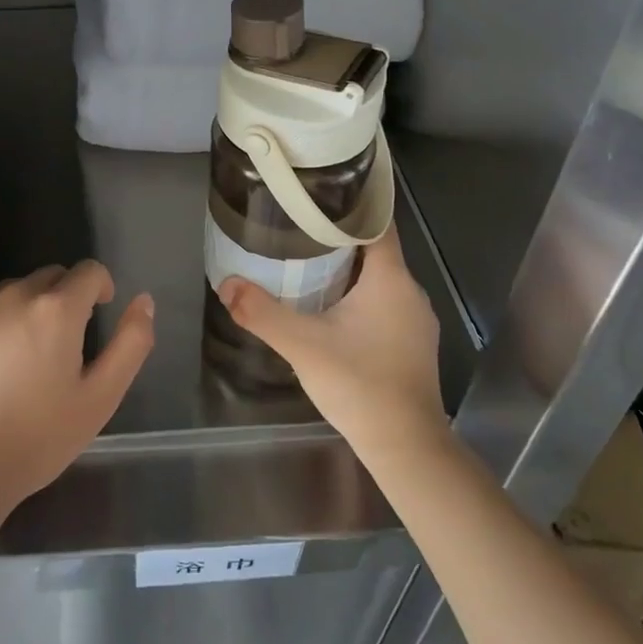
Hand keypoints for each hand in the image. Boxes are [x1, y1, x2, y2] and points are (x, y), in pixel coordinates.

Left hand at [0, 261, 153, 517]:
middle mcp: (18, 293)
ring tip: (22, 350)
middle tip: (62, 343)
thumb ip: (130, 344)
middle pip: (52, 276)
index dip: (101, 288)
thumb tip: (144, 301)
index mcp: (59, 309)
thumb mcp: (100, 398)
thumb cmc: (37, 438)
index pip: (89, 271)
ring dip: (27, 304)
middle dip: (65, 297)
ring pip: (14, 286)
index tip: (99, 312)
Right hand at [217, 227, 447, 466]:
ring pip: (380, 279)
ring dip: (348, 269)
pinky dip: (360, 296)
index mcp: (390, 279)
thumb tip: (227, 284)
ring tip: (308, 263)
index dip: (351, 206)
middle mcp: (410, 292)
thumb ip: (262, 313)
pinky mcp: (413, 344)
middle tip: (299, 229)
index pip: (377, 223)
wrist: (406, 447)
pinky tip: (331, 308)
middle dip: (339, 238)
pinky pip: (385, 303)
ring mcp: (416, 320)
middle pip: (375, 250)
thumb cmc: (360, 384)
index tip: (319, 196)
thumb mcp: (302, 345)